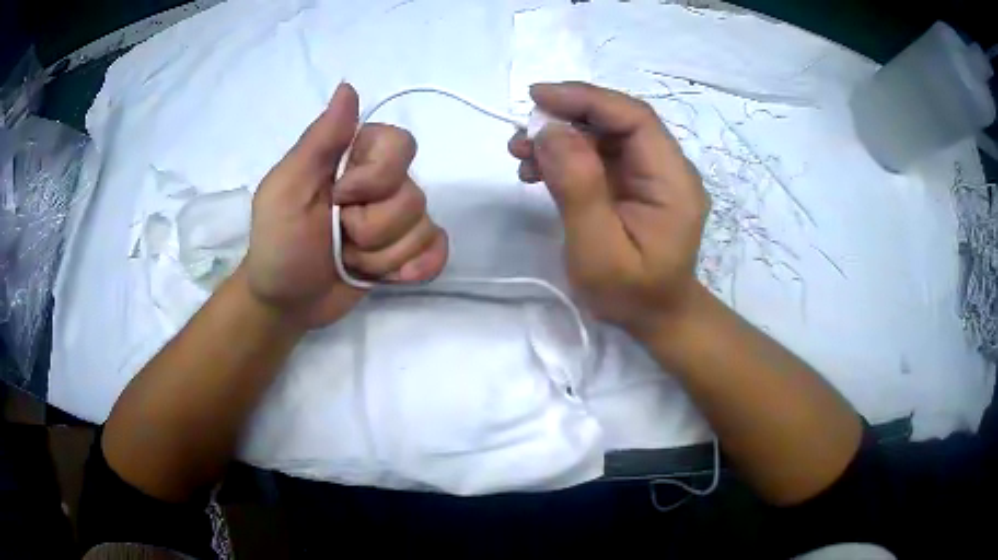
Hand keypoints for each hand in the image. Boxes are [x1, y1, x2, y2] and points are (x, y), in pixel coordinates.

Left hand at [245, 83, 447, 328]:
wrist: (287, 302)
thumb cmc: (279, 244)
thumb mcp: (287, 189)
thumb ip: (319, 141)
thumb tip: (348, 87)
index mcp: (352, 160)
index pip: (399, 144)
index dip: (376, 177)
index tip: (340, 198)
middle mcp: (381, 184)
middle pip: (414, 193)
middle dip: (374, 227)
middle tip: (340, 237)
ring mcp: (397, 220)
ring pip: (423, 227)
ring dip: (381, 256)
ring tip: (349, 261)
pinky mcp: (407, 252)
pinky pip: (438, 250)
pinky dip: (419, 267)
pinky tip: (393, 277)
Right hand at [508, 82, 708, 335]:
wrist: (654, 318)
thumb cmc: (631, 294)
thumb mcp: (598, 250)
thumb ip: (578, 188)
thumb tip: (550, 131)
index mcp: (673, 182)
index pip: (635, 119)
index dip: (587, 99)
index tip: (538, 98)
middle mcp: (668, 169)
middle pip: (619, 121)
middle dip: (568, 116)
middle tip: (522, 132)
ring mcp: (651, 175)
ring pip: (605, 135)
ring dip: (562, 136)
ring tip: (521, 153)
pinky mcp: (634, 183)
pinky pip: (600, 155)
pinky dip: (566, 155)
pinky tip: (537, 170)